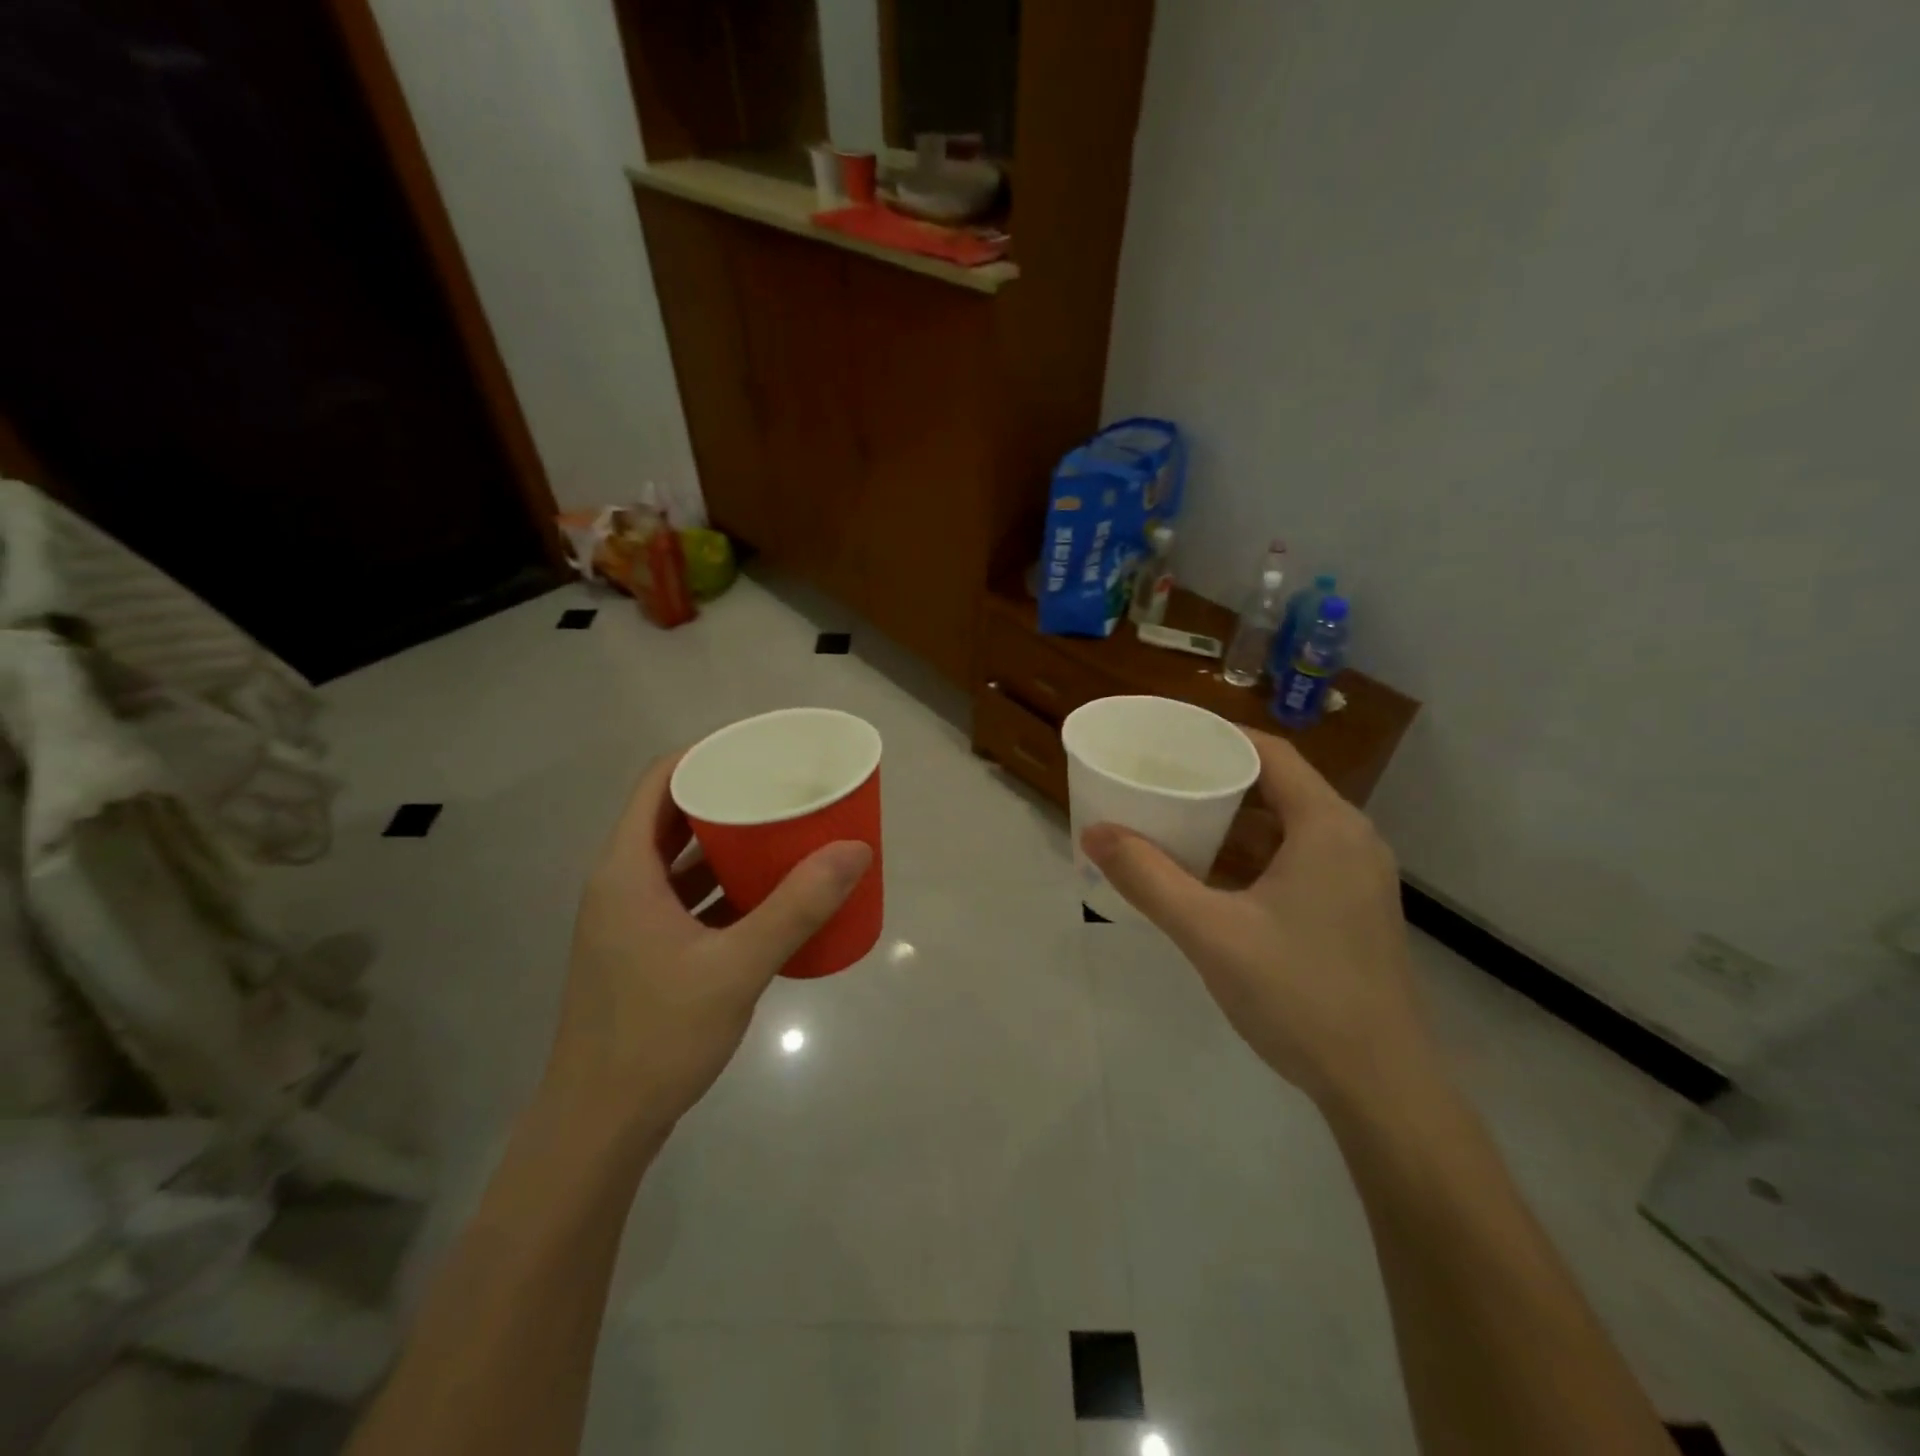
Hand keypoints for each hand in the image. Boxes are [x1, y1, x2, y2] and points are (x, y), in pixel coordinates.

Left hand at [542, 751, 872, 1139]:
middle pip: (673, 818)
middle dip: (727, 799)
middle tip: (783, 790)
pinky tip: (766, 895)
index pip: (659, 782)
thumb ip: (797, 908)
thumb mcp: (736, 967)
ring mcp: (629, 922)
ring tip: (783, 833)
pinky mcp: (642, 953)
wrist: (598, 1127)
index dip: (704, 755)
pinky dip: (721, 888)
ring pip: (680, 863)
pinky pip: (685, 900)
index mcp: (625, 871)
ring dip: (726, 846)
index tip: (757, 749)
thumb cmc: (657, 1036)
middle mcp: (621, 885)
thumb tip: (854, 849)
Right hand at [1081, 729, 1429, 1108]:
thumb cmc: (1299, 994)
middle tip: (1158, 779)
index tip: (1166, 737)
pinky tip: (1208, 878)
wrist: (1381, 1088)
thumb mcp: (1210, 932)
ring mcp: (1355, 879)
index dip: (1217, 737)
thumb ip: (1148, 878)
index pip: (1270, 753)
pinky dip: (1250, 859)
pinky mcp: (1350, 912)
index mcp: (1327, 826)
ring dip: (1231, 824)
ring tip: (1172, 821)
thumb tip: (1093, 832)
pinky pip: (1294, 862)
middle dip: (1215, 780)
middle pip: (1276, 787)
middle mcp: (1350, 840)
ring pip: (1284, 829)